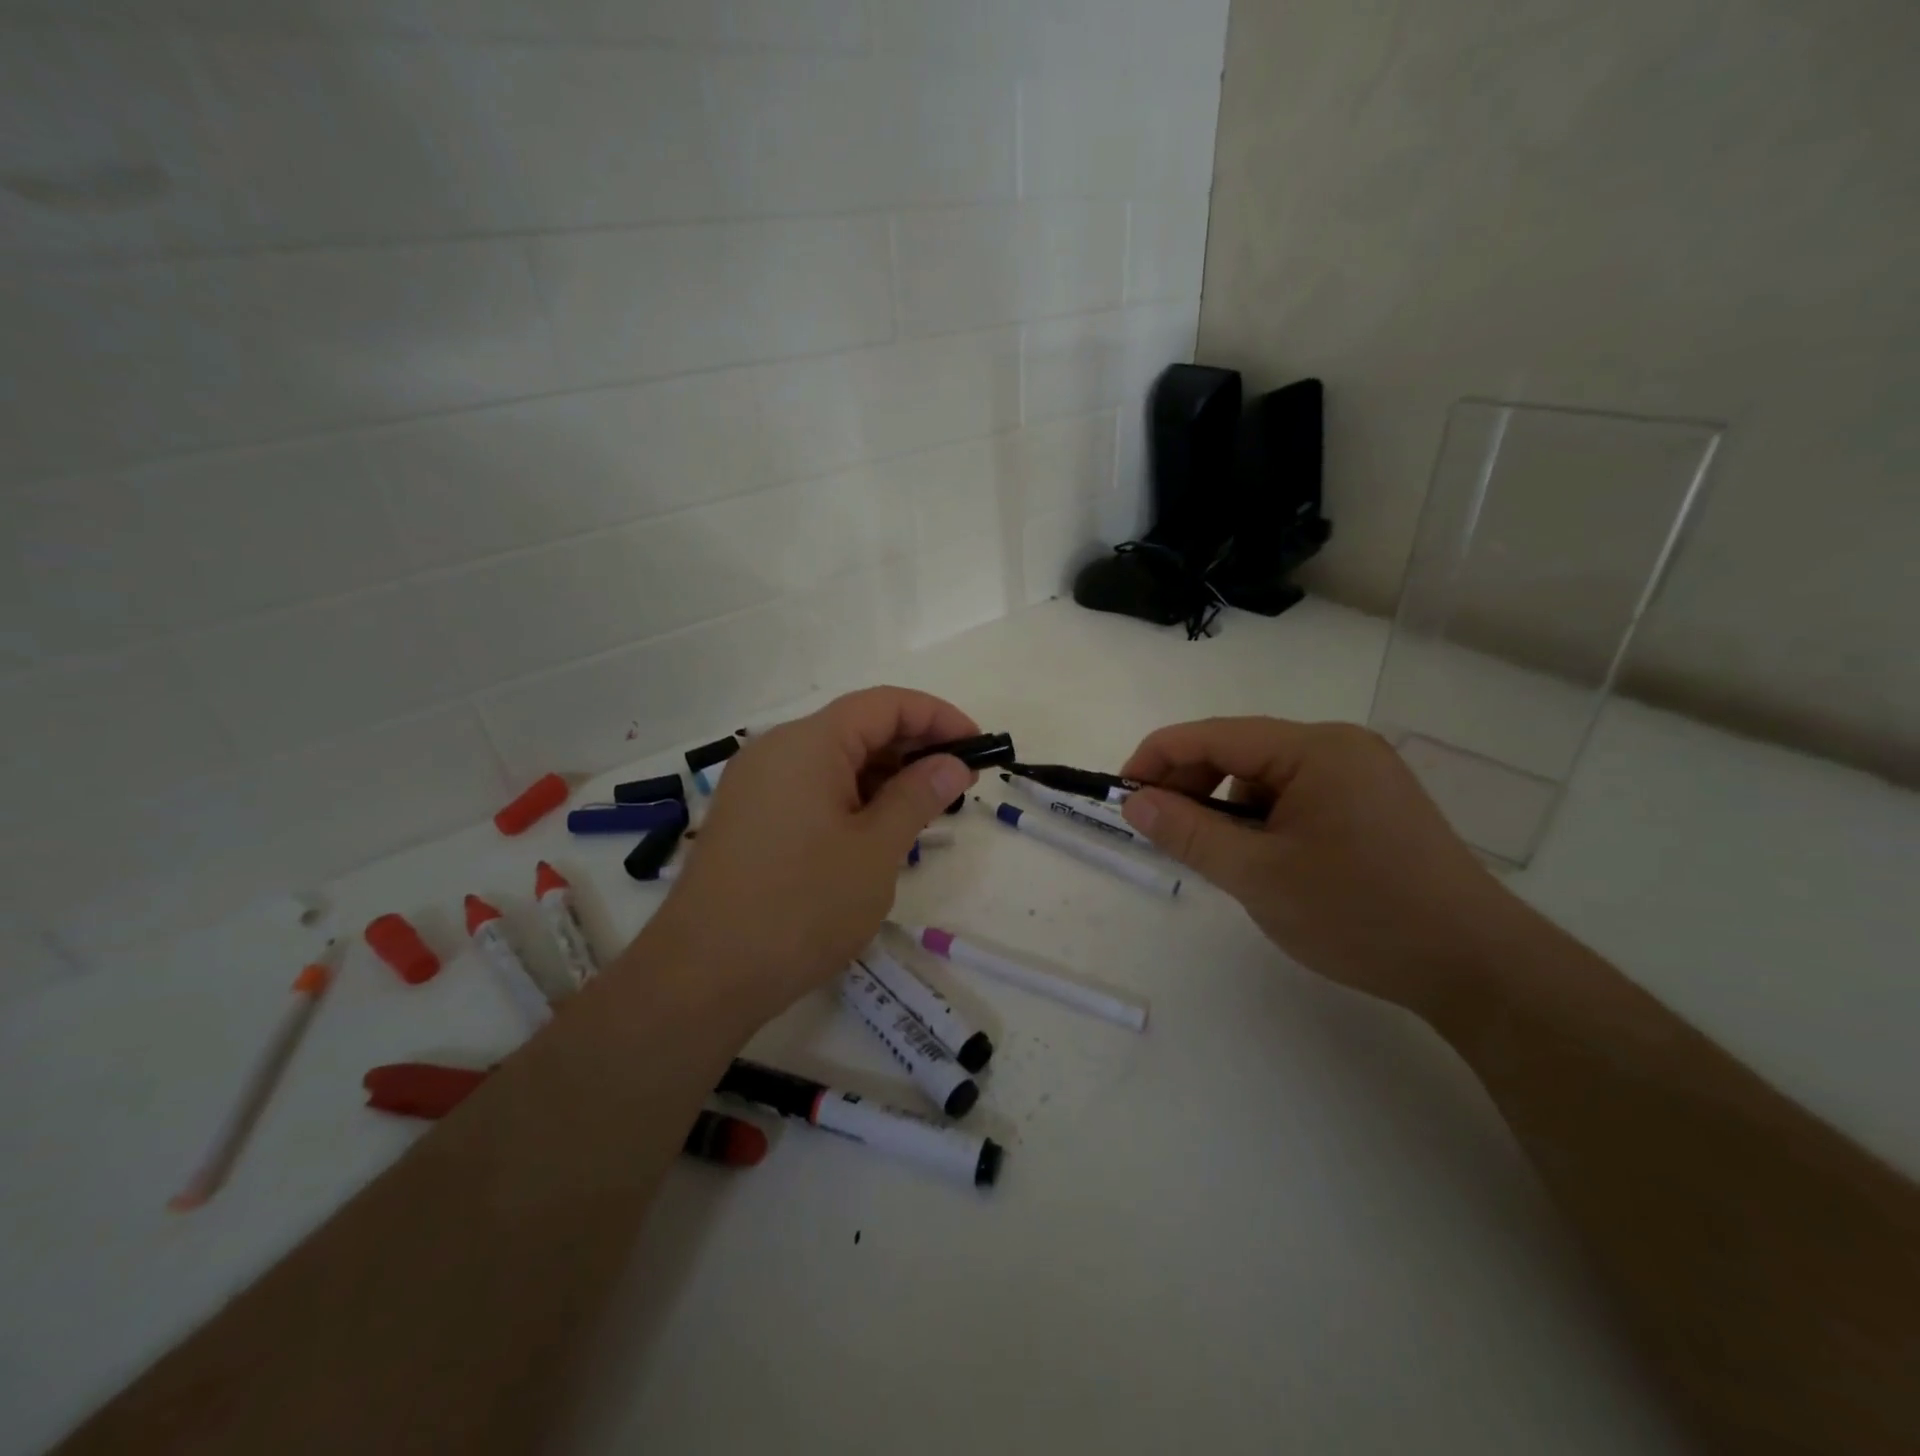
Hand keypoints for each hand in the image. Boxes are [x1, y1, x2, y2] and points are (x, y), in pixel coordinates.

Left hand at [637, 687, 978, 1022]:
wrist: (703, 977)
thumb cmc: (801, 907)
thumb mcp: (875, 851)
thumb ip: (917, 796)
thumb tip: (951, 763)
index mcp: (808, 743)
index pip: (884, 705)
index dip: (937, 717)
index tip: (977, 746)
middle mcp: (776, 750)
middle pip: (857, 727)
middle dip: (913, 748)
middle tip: (958, 784)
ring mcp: (755, 784)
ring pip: (833, 760)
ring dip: (883, 776)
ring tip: (923, 811)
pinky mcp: (748, 817)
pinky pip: (809, 788)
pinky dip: (850, 797)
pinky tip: (875, 831)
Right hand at [1119, 718, 1524, 1012]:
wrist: (1477, 966)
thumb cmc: (1360, 915)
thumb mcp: (1258, 876)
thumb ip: (1188, 833)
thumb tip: (1134, 801)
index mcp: (1314, 748)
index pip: (1213, 735)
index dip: (1157, 758)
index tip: (1121, 794)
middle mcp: (1339, 746)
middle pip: (1239, 750)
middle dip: (1191, 785)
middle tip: (1160, 830)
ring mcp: (1361, 773)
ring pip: (1266, 775)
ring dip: (1227, 806)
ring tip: (1217, 855)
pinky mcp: (1372, 802)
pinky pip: (1296, 795)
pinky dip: (1264, 818)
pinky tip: (1263, 859)